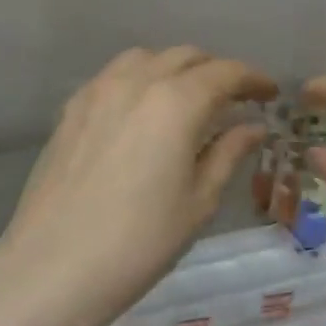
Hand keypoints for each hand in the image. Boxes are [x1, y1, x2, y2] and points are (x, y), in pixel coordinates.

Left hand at [0, 47, 276, 325]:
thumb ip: (228, 153)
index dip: (253, 80)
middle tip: (235, 100)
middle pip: (185, 57)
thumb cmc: (141, 242)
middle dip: (216, 72)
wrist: (55, 267)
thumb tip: (253, 127)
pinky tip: (144, 112)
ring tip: (189, 100)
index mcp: (176, 103)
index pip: (225, 73)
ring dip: (176, 70)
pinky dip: (140, 80)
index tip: (270, 95)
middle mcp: (136, 82)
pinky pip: (113, 77)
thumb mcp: (199, 201)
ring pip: (146, 59)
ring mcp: (97, 92)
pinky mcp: (71, 111)